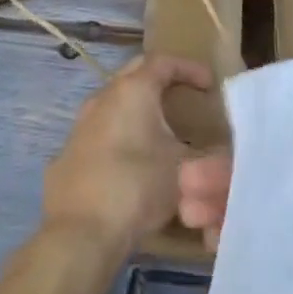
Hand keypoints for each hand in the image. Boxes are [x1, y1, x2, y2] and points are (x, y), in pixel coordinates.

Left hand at [42, 54, 211, 254]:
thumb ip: (206, 156)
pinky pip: (102, 130)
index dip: (189, 68)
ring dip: (139, 109)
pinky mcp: (71, 152)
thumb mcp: (184, 169)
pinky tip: (132, 161)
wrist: (81, 231)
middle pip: (136, 74)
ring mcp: (83, 123)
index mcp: (133, 89)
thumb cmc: (137, 186)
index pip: (164, 62)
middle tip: (183, 95)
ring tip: (159, 130)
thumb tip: (221, 156)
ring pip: (116, 102)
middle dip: (161, 79)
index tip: (209, 83)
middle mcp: (104, 96)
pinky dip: (122, 135)